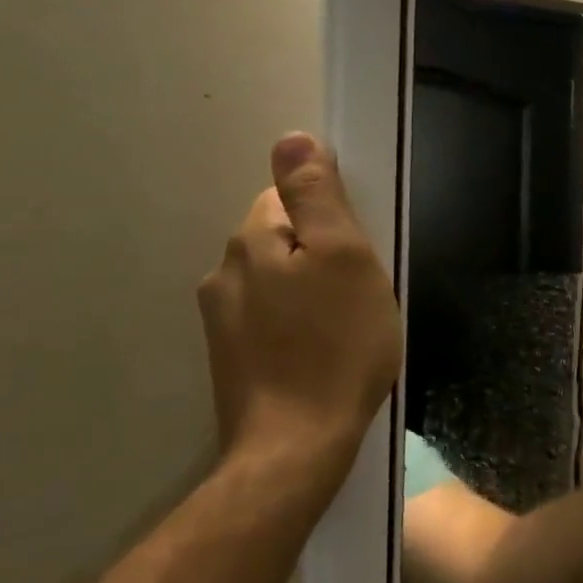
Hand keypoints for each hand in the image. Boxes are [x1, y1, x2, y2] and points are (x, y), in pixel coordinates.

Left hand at [198, 134, 402, 483]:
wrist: (297, 444)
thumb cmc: (337, 345)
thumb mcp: (346, 258)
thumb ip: (318, 196)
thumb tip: (292, 138)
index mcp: (253, 241)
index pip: (288, 196)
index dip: (332, 216)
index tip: (360, 252)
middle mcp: (225, 273)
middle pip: (282, 237)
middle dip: (322, 253)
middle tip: (361, 292)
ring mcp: (221, 320)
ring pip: (277, 280)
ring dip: (311, 289)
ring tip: (347, 325)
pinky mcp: (231, 358)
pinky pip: (271, 317)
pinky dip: (298, 323)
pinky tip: (322, 351)